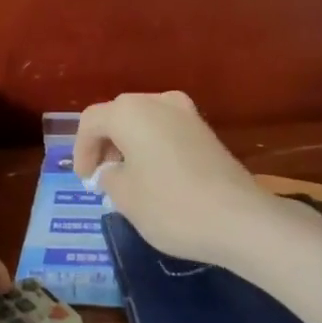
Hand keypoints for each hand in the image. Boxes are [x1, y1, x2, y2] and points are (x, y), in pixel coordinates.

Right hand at [73, 91, 273, 267]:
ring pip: (145, 121)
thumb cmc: (170, 206)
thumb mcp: (124, 197)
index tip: (84, 179)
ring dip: (129, 145)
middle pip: (119, 115)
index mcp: (130, 112)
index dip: (81, 150)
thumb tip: (111, 171)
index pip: (91, 121)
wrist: (240, 219)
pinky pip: (167, 131)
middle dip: (105, 144)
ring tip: (127, 178)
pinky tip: (155, 177)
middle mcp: (158, 102)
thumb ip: (108, 177)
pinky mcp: (207, 132)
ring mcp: (187, 114)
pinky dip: (153, 148)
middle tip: (102, 176)